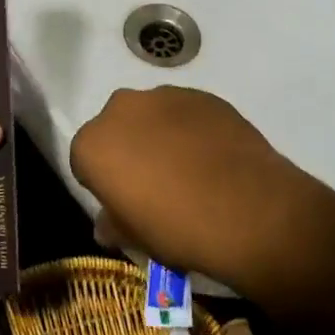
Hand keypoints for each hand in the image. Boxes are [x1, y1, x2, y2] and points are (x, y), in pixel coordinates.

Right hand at [69, 85, 334, 295]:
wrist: (249, 209)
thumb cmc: (178, 228)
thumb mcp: (138, 239)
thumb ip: (114, 224)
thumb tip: (108, 223)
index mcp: (93, 144)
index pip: (85, 162)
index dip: (103, 183)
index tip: (124, 202)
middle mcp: (120, 108)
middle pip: (115, 128)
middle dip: (127, 149)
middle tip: (154, 182)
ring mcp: (163, 95)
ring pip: (150, 115)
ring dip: (159, 135)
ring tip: (188, 168)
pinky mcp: (201, 94)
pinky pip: (185, 112)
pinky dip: (191, 129)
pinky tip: (212, 157)